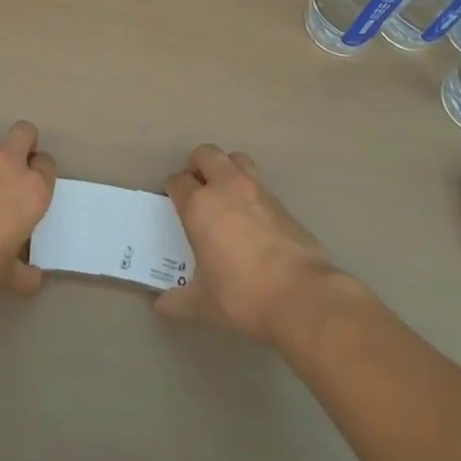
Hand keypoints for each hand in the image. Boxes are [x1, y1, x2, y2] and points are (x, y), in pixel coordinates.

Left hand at [0, 121, 55, 307]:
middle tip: (11, 175)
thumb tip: (34, 279)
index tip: (30, 192)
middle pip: (24, 133)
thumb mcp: (6, 278)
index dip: (40, 175)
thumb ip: (24, 274)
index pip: (47, 164)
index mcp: (31, 190)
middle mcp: (6, 165)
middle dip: (22, 146)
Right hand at [156, 144, 340, 344]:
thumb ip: (179, 303)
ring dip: (226, 168)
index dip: (172, 189)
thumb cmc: (243, 295)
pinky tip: (251, 216)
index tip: (173, 202)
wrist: (301, 295)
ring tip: (224, 194)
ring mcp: (257, 189)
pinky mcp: (281, 201)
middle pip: (206, 154)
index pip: (178, 182)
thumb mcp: (204, 305)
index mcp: (200, 206)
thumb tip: (160, 307)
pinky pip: (259, 181)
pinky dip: (249, 189)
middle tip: (196, 189)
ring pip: (236, 159)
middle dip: (197, 165)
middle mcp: (226, 187)